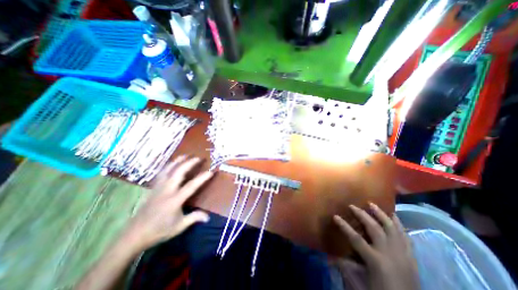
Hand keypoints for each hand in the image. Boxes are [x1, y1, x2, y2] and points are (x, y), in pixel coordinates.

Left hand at [124, 157, 212, 250]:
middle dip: (189, 163)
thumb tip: (208, 217)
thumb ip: (194, 218)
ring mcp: (158, 188)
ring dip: (177, 161)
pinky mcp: (153, 188)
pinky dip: (167, 166)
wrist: (133, 235)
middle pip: (178, 172)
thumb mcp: (179, 226)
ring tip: (185, 155)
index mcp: (175, 200)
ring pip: (168, 170)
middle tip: (198, 158)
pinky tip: (170, 164)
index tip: (211, 171)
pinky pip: (161, 174)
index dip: (202, 178)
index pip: (192, 186)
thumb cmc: (159, 231)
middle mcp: (167, 190)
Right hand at [334, 203, 417, 289]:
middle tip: (352, 206)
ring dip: (381, 214)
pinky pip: (405, 236)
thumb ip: (345, 267)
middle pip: (374, 228)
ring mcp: (403, 254)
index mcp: (376, 261)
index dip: (344, 226)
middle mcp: (390, 254)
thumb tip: (332, 255)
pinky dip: (398, 224)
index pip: (356, 238)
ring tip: (372, 204)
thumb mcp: (359, 284)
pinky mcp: (412, 257)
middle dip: (362, 215)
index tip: (335, 216)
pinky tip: (393, 215)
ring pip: (392, 228)